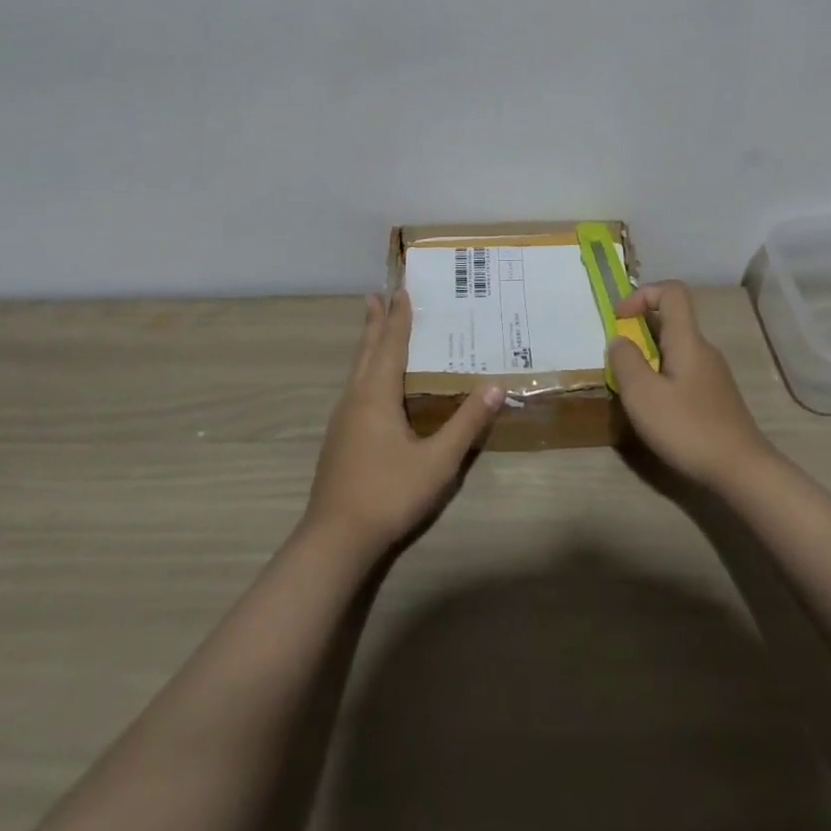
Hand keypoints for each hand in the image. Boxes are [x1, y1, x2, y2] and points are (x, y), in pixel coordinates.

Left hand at [303, 290, 502, 554]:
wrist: (335, 540)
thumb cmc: (389, 493)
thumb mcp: (438, 461)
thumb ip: (466, 423)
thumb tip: (495, 386)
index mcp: (376, 395)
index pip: (391, 345)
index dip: (398, 318)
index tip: (401, 290)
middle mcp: (355, 399)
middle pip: (366, 351)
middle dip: (375, 323)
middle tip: (377, 295)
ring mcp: (343, 420)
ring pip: (356, 370)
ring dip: (368, 345)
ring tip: (374, 329)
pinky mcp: (339, 440)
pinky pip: (354, 388)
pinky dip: (365, 370)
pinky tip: (371, 385)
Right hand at [606, 281, 776, 490]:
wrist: (742, 471)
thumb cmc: (688, 427)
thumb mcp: (642, 395)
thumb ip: (625, 361)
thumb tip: (620, 339)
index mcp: (687, 339)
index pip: (671, 291)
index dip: (642, 294)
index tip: (619, 319)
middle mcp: (703, 349)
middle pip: (671, 321)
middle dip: (639, 332)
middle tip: (619, 362)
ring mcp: (713, 374)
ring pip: (676, 349)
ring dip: (649, 359)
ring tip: (633, 390)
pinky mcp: (716, 397)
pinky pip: (684, 372)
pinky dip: (663, 378)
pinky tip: (657, 410)